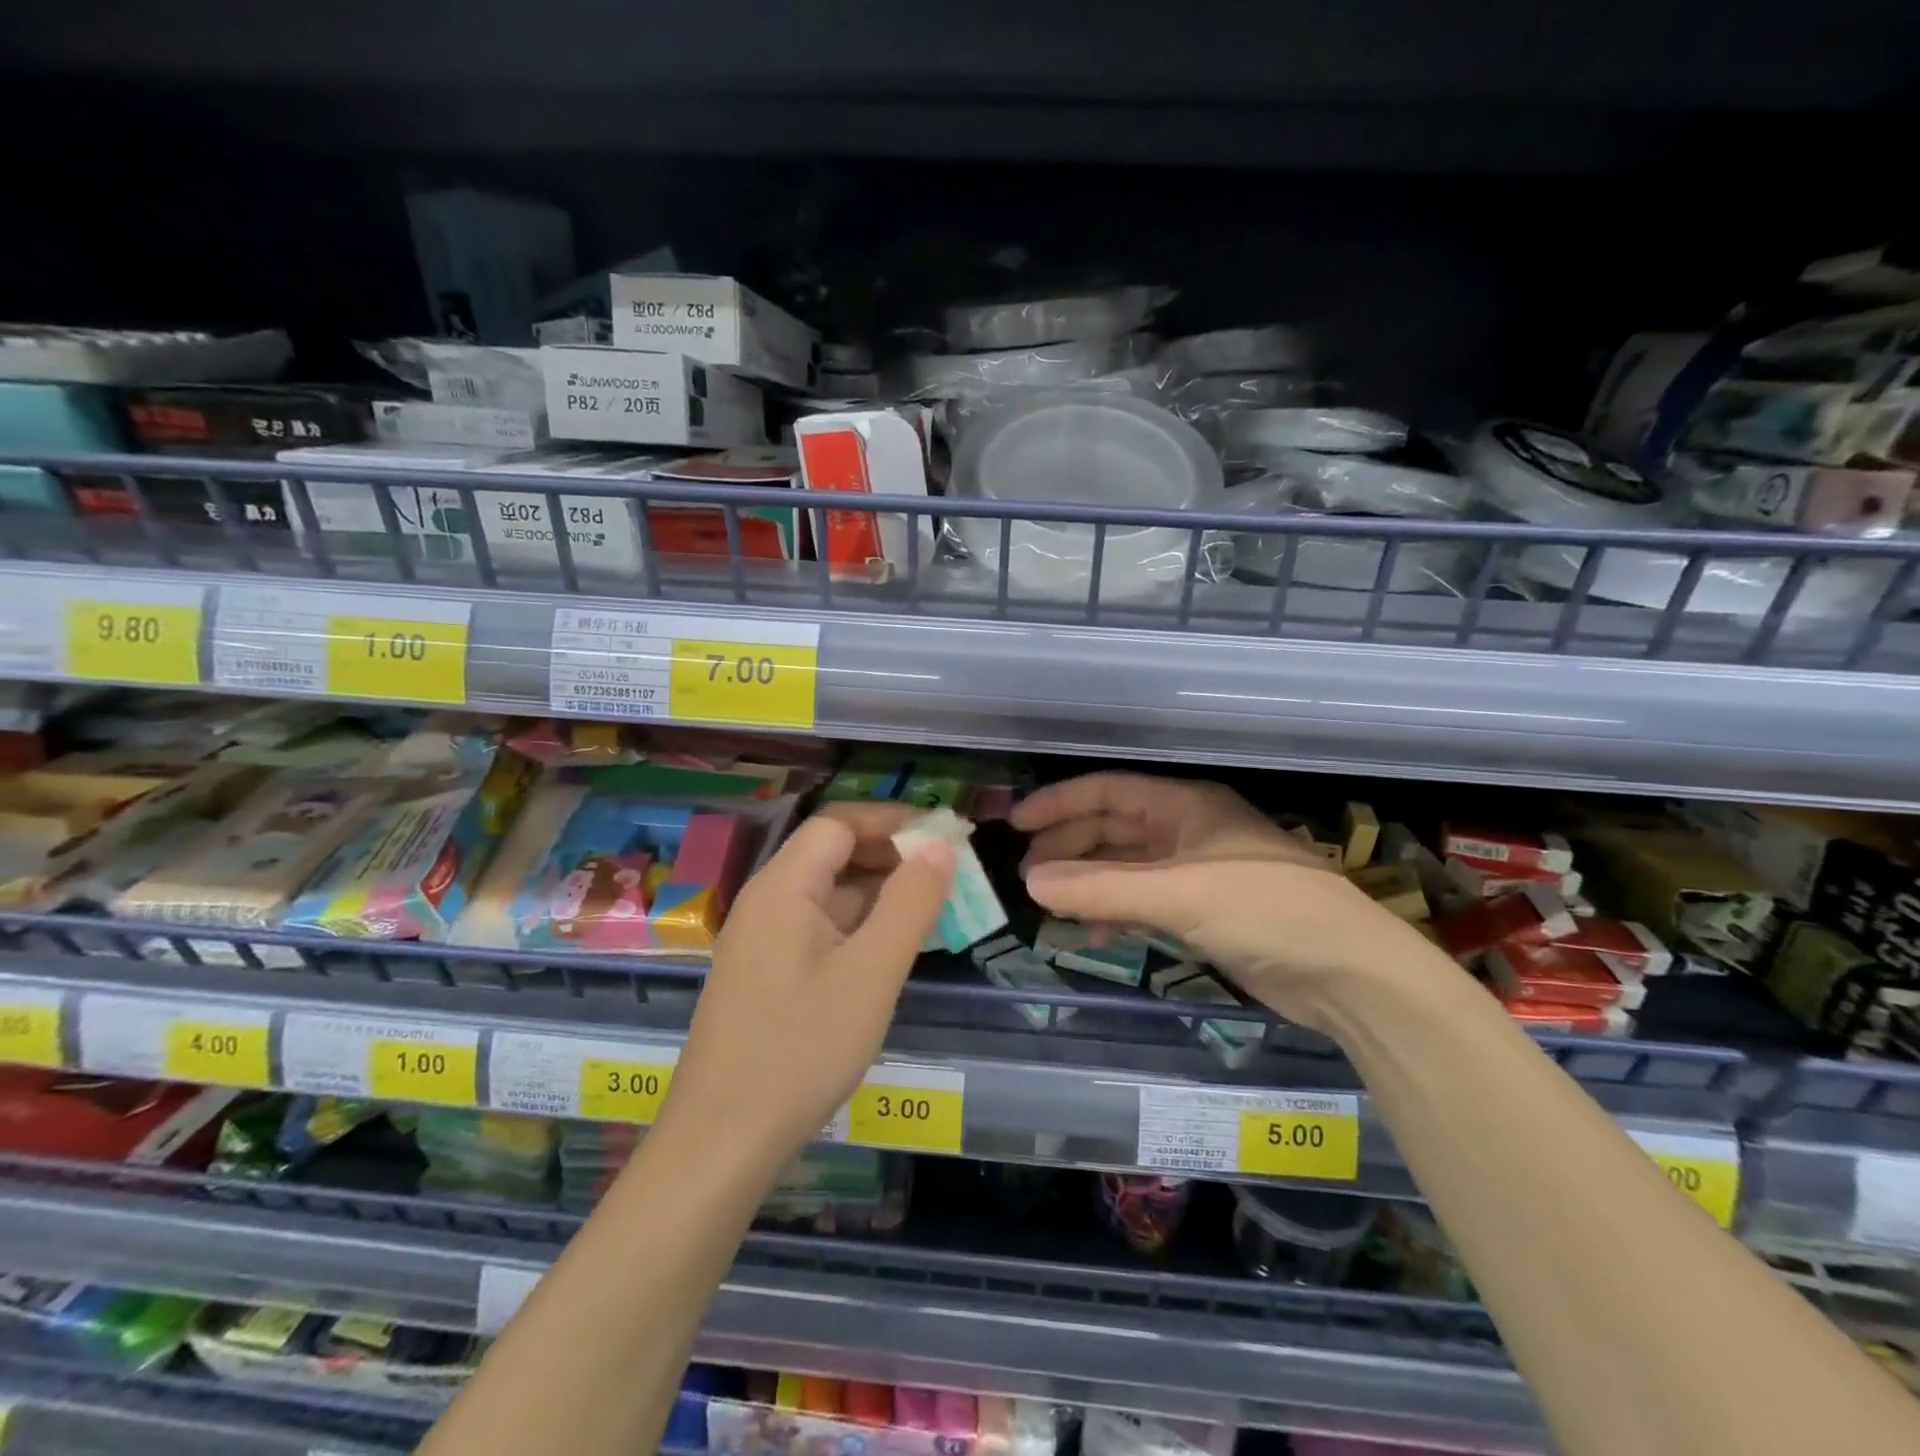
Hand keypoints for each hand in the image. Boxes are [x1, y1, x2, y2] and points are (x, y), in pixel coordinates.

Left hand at [661, 803, 954, 1163]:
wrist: (721, 1144)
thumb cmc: (801, 1051)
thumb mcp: (871, 973)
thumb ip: (910, 903)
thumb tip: (940, 846)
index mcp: (784, 888)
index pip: (839, 824)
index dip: (893, 821)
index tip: (944, 835)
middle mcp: (766, 902)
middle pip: (831, 854)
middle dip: (890, 855)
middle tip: (947, 873)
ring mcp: (761, 940)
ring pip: (827, 894)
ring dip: (877, 892)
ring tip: (931, 908)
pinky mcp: (764, 974)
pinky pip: (817, 928)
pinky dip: (858, 926)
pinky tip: (889, 949)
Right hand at [1013, 772, 1421, 1029]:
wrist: (1347, 972)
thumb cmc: (1264, 910)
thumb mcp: (1177, 894)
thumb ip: (1101, 889)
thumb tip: (1030, 882)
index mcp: (1185, 805)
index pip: (1107, 791)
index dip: (1059, 804)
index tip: (1015, 826)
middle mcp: (1187, 829)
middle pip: (1112, 828)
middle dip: (1068, 847)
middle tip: (1025, 875)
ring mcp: (1196, 870)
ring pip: (1126, 866)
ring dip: (1088, 883)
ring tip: (1050, 906)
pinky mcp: (1205, 909)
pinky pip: (1144, 900)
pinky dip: (1115, 911)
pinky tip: (1096, 934)